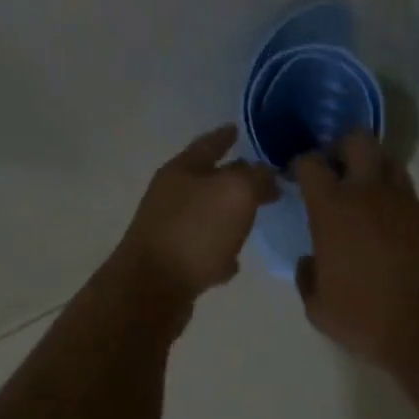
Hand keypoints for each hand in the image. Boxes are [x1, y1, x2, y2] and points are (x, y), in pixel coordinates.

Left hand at [116, 125, 278, 299]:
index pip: (209, 143)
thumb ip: (256, 177)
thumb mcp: (236, 193)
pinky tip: (233, 261)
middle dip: (235, 177)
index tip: (238, 128)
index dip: (225, 135)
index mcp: (182, 169)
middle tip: (264, 180)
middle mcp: (171, 194)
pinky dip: (219, 250)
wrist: (152, 289)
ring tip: (254, 218)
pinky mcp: (171, 261)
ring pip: (206, 214)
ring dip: (228, 215)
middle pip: (207, 179)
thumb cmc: (195, 231)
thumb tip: (266, 173)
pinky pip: (202, 248)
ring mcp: (168, 228)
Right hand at [293, 132, 418, 367]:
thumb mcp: (319, 307)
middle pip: (358, 140)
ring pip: (392, 165)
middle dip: (344, 147)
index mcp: (333, 208)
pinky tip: (405, 242)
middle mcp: (371, 193)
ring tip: (372, 201)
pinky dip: (405, 214)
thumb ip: (308, 276)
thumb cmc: (367, 318)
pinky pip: (417, 205)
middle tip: (338, 170)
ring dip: (377, 174)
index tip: (299, 175)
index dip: (302, 164)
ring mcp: (410, 202)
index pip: (311, 162)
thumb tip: (311, 262)